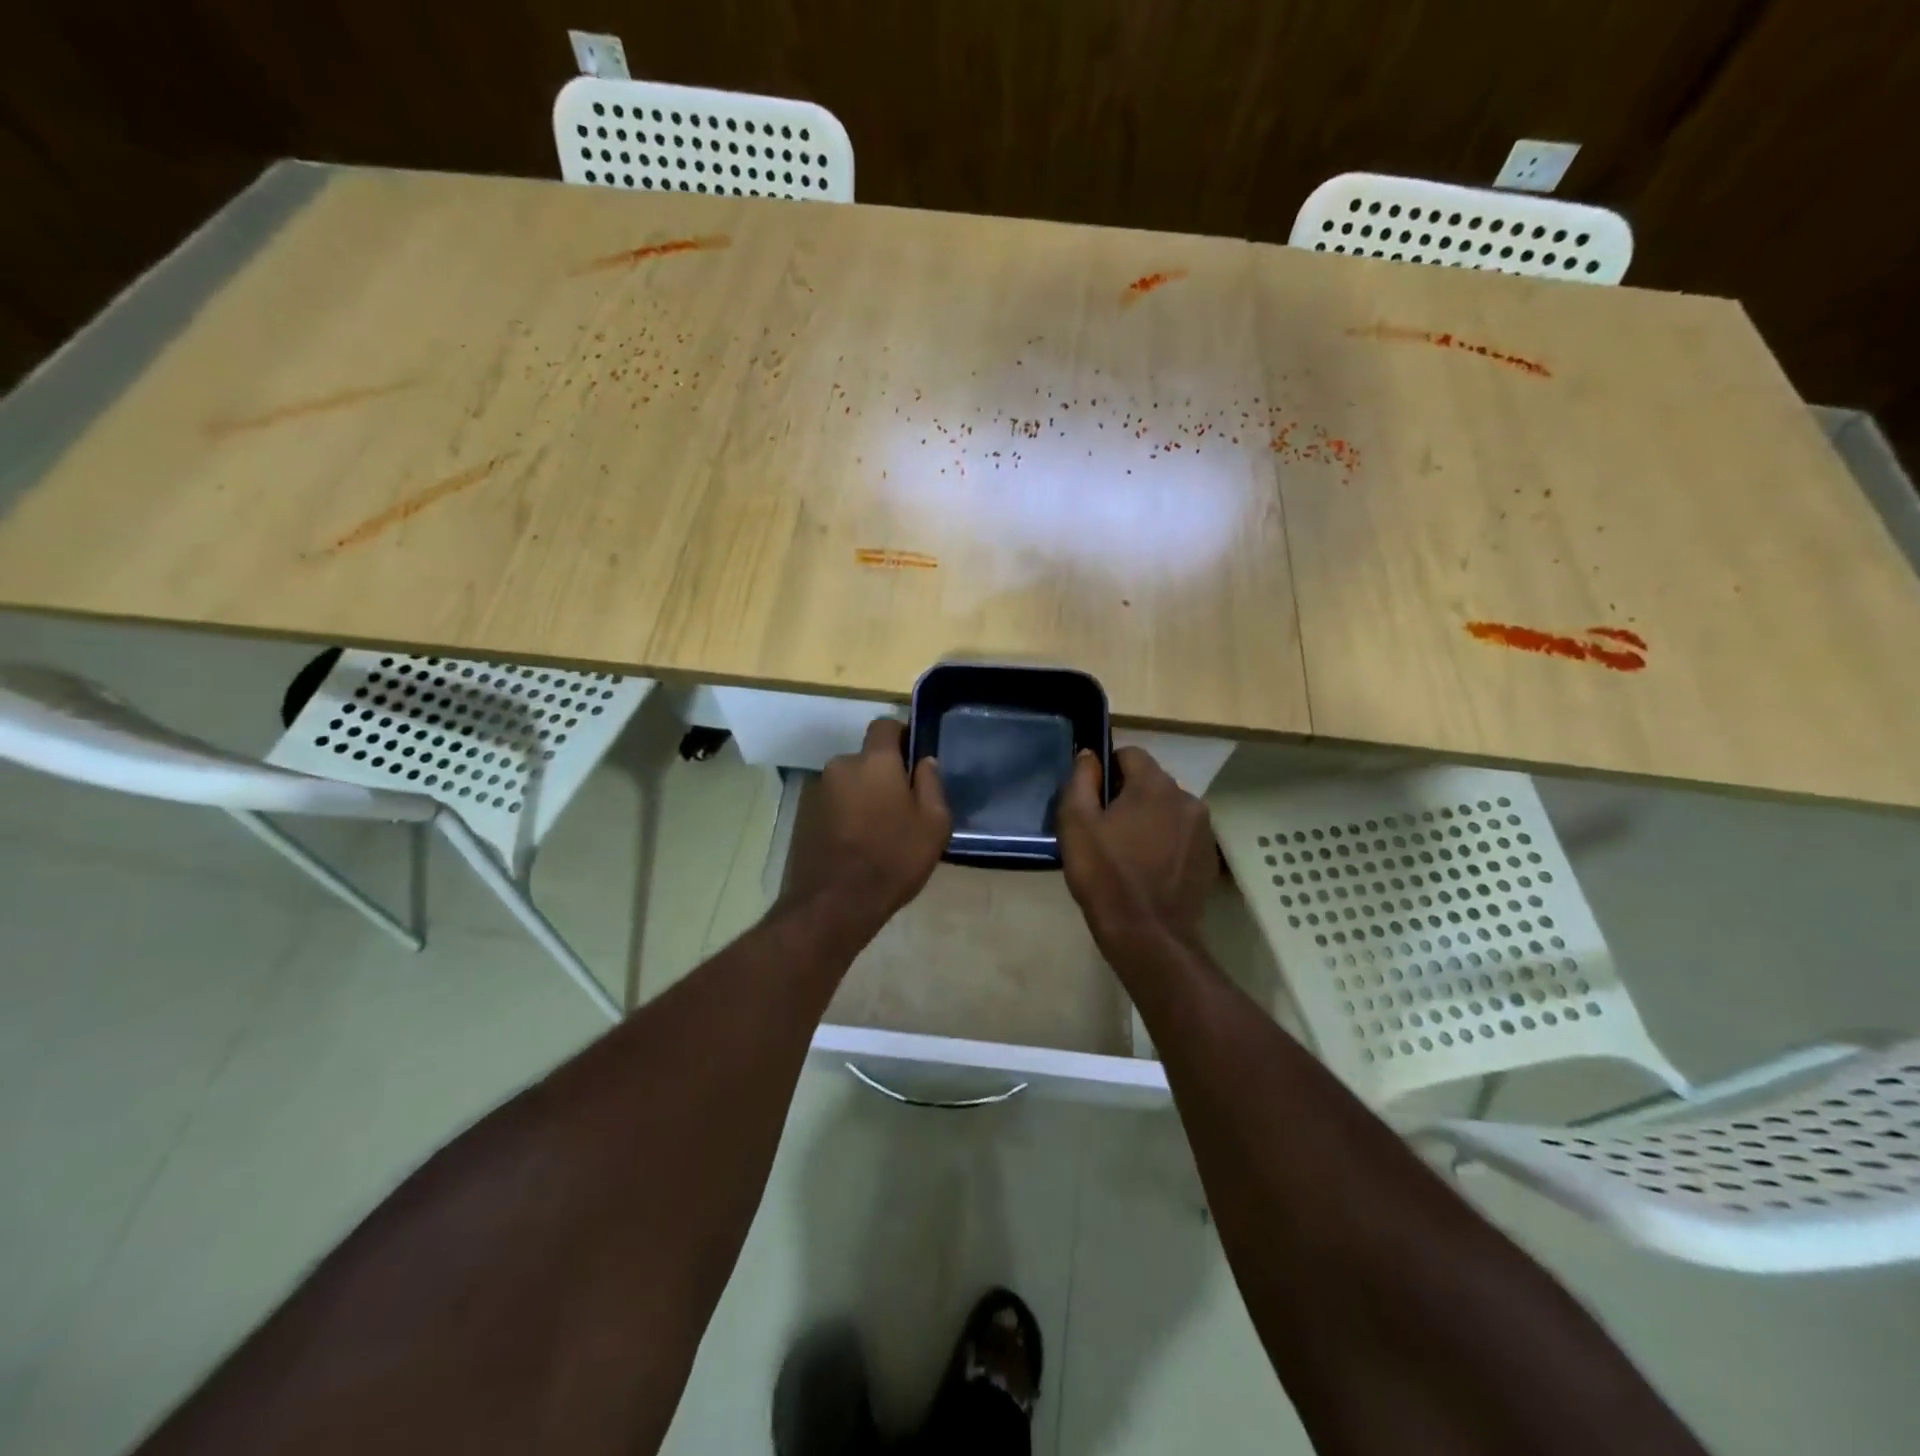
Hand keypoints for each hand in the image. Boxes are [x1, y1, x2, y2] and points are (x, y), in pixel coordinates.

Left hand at [782, 718, 950, 936]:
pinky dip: (847, 815)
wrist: (835, 903)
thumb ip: (931, 784)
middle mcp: (842, 765)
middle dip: (883, 774)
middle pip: (867, 759)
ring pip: (850, 783)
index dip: (900, 735)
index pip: (885, 725)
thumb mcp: (933, 824)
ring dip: (864, 796)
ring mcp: (819, 791)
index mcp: (875, 761)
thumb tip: (924, 761)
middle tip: (902, 805)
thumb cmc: (893, 858)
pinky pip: (835, 804)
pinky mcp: (805, 816)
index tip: (913, 759)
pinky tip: (859, 843)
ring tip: (880, 830)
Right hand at [1058, 746, 1217, 947]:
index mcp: (1154, 785)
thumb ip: (1081, 781)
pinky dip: (1165, 841)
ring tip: (1127, 851)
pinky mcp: (1209, 856)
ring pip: (1168, 808)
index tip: (1092, 798)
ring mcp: (1203, 829)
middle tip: (1105, 828)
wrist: (1148, 935)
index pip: (1130, 754)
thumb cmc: (1105, 876)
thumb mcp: (1076, 824)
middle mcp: (1186, 798)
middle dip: (1128, 795)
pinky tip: (1148, 868)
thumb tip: (1089, 755)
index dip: (1107, 770)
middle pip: (1151, 781)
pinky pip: (1181, 834)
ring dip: (1149, 818)